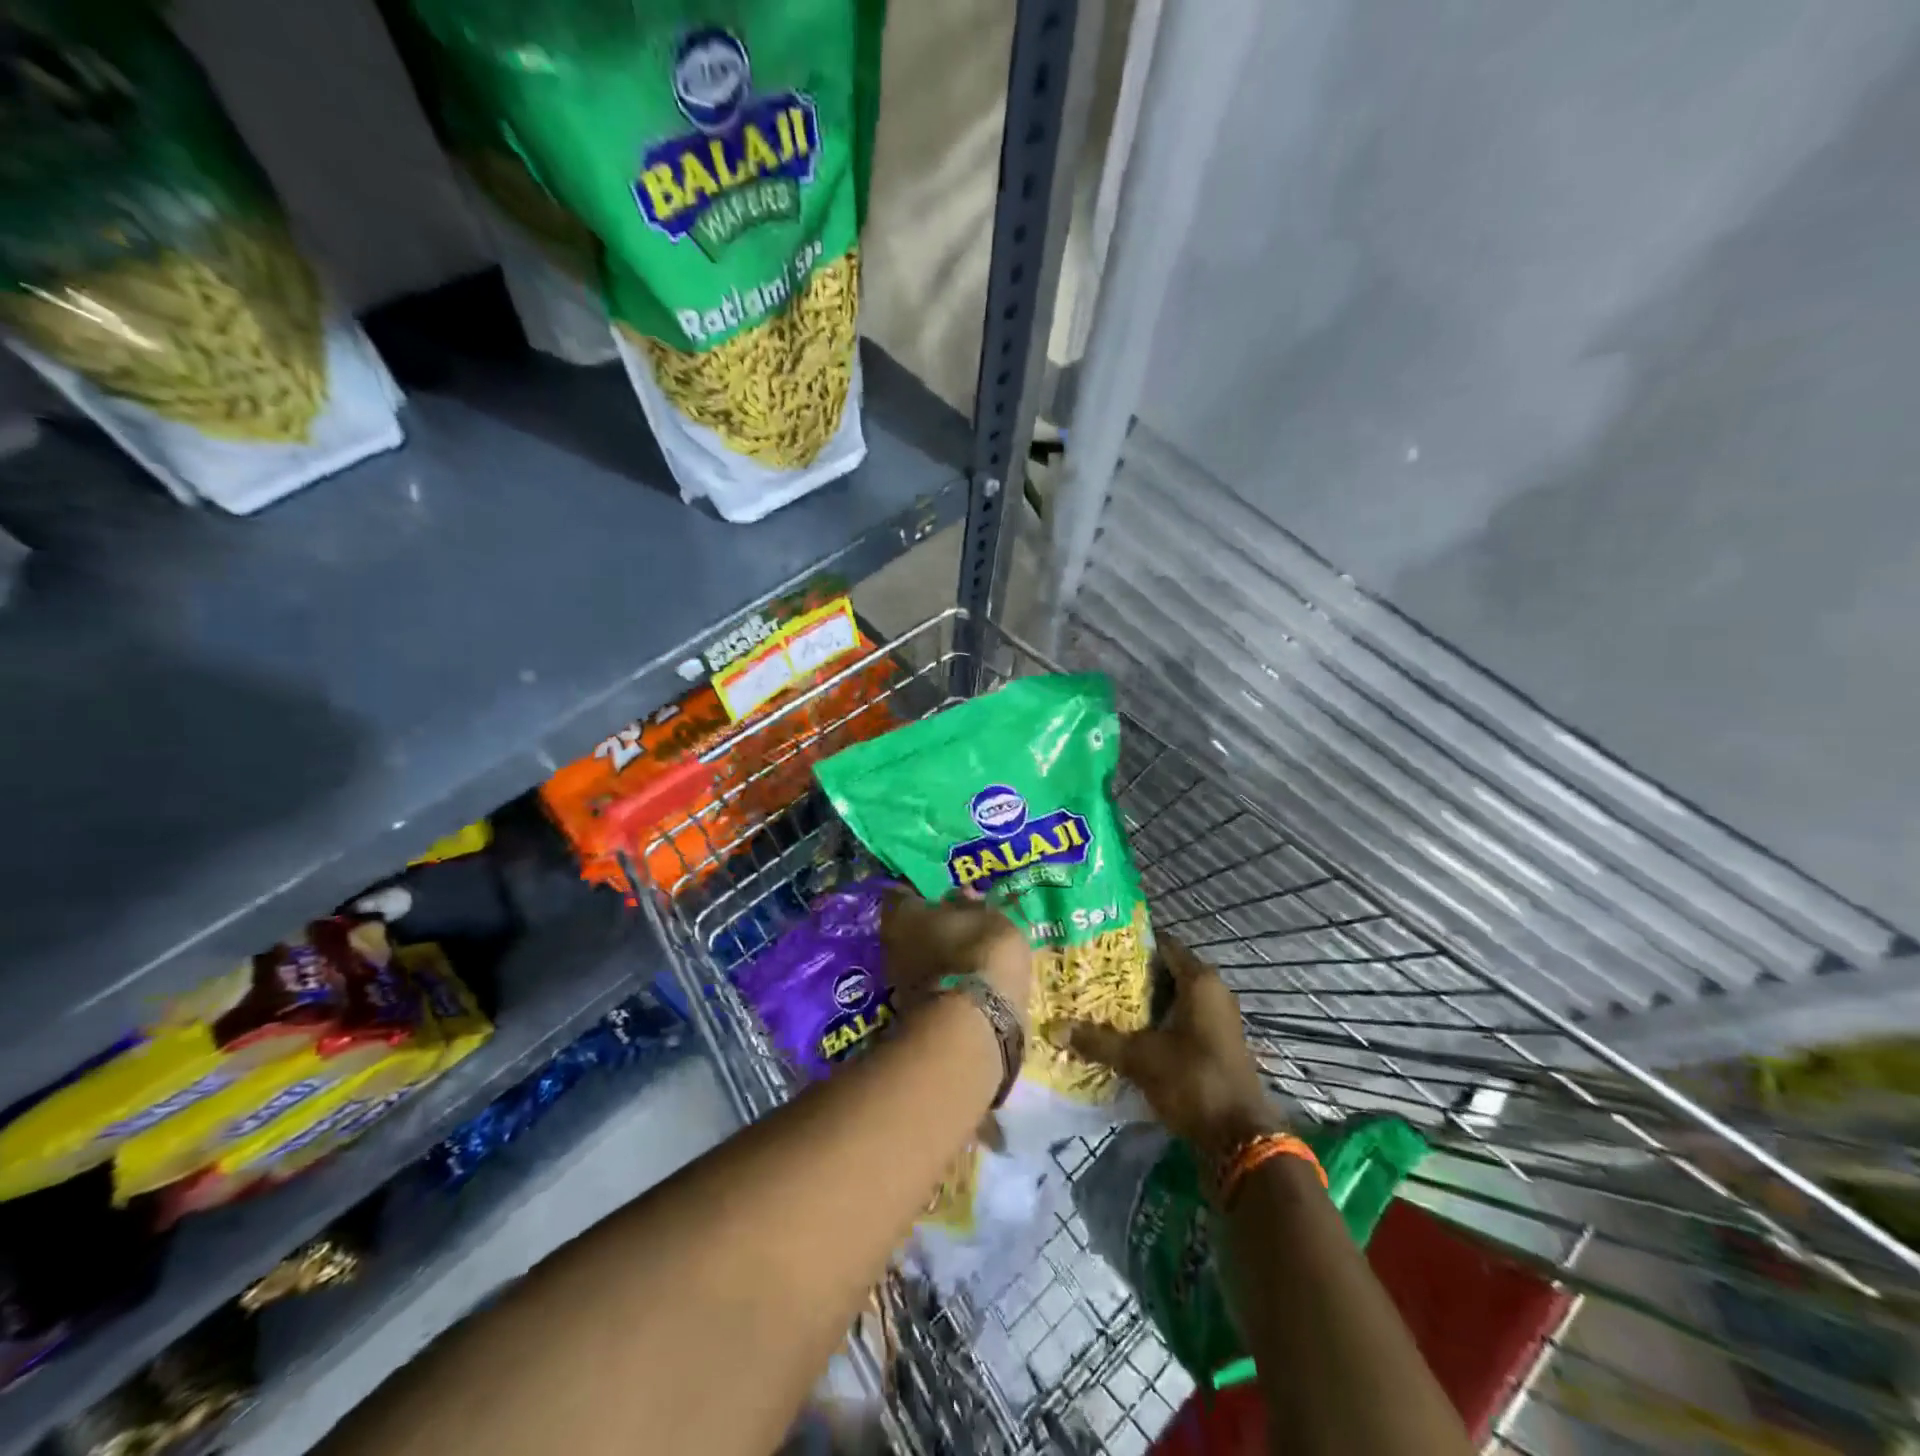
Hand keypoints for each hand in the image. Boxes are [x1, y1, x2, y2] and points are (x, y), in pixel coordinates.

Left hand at [881, 888, 1032, 1028]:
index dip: (922, 890)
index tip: (942, 891)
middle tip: (956, 920)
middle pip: (908, 925)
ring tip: (964, 951)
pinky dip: (942, 977)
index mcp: (902, 911)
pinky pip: (928, 981)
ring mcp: (897, 978)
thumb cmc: (979, 952)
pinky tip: (963, 977)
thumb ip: (973, 905)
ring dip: (935, 952)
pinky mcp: (910, 1009)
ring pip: (916, 955)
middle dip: (929, 923)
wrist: (973, 1024)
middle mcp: (890, 942)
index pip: (904, 891)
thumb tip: (962, 894)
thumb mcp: (990, 918)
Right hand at [1064, 936, 1278, 1155]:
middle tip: (1092, 975)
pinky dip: (1156, 1021)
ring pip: (1172, 997)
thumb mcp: (1140, 1058)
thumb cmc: (1193, 1081)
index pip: (1162, 944)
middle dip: (1130, 974)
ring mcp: (1217, 1019)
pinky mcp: (1215, 1043)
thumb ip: (1099, 1040)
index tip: (1098, 946)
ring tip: (1101, 1002)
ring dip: (1142, 1001)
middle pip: (1165, 971)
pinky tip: (1126, 1031)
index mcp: (1200, 981)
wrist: (1240, 1139)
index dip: (1131, 942)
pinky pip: (1181, 1019)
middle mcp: (1213, 992)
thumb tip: (1054, 1028)